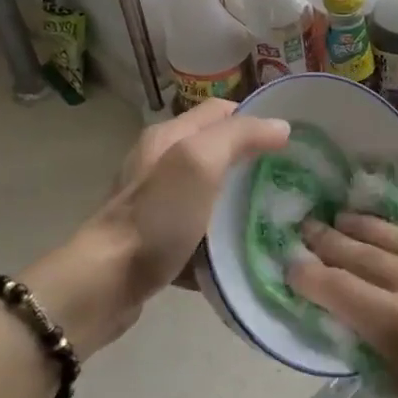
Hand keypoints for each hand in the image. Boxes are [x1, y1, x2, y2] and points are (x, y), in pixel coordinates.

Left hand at [26, 100, 289, 356]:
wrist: (105, 285)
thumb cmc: (156, 218)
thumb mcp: (199, 163)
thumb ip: (239, 137)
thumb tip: (281, 127)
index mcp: (169, 137)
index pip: (222, 111)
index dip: (257, 119)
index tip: (293, 142)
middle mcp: (160, 164)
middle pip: (218, 152)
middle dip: (254, 163)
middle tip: (291, 182)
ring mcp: (157, 205)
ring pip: (211, 194)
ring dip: (239, 205)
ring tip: (276, 218)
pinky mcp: (157, 241)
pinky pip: (199, 232)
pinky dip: (220, 240)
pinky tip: (243, 253)